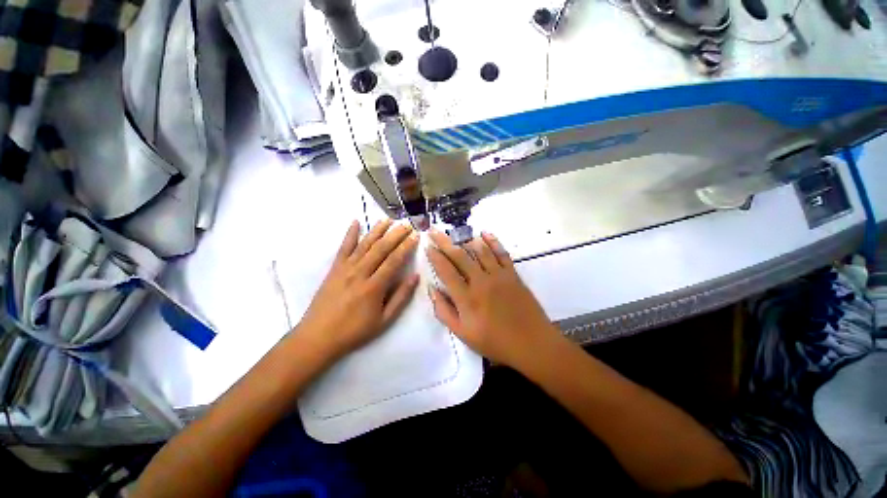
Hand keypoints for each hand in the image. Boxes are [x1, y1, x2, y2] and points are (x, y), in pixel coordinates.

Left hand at [296, 219, 419, 359]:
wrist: (318, 336)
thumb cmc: (354, 331)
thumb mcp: (384, 320)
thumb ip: (401, 297)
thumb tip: (415, 277)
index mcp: (374, 286)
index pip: (394, 260)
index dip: (406, 246)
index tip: (416, 235)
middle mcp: (360, 272)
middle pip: (381, 248)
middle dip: (395, 234)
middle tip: (407, 224)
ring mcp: (345, 268)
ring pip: (364, 244)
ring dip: (377, 230)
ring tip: (388, 219)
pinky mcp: (334, 268)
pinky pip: (343, 247)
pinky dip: (350, 234)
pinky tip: (355, 222)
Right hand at [426, 230, 558, 368]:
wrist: (532, 343)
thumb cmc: (495, 342)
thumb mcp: (463, 334)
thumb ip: (444, 311)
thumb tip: (432, 289)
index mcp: (466, 297)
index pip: (446, 271)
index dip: (435, 257)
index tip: (427, 246)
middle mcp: (481, 281)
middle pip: (459, 256)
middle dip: (444, 242)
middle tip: (434, 231)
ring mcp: (498, 275)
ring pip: (479, 251)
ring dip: (465, 239)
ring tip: (454, 231)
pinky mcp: (512, 274)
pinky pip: (501, 253)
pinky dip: (493, 241)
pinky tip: (485, 233)